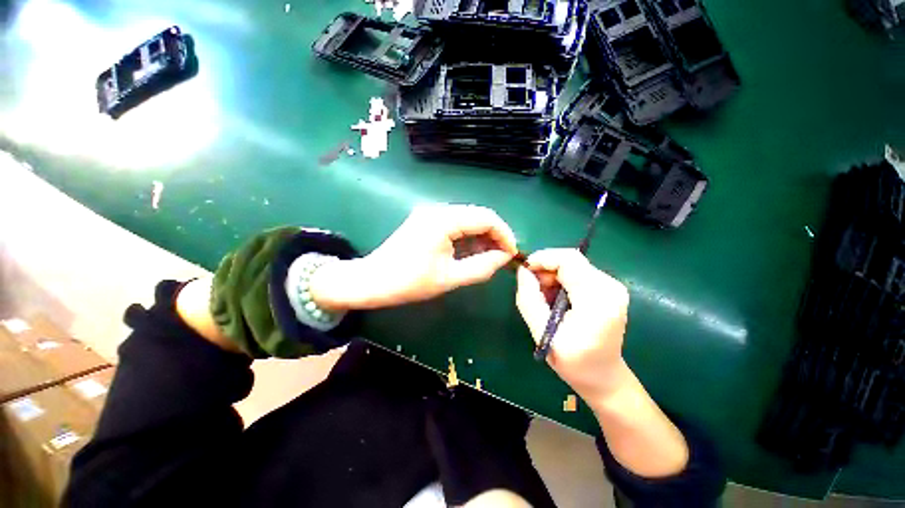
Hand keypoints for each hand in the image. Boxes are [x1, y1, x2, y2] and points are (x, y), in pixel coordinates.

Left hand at [311, 204, 517, 310]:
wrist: (372, 280)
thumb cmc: (409, 282)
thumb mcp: (450, 278)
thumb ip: (482, 267)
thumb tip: (505, 257)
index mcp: (444, 220)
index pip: (486, 218)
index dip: (504, 234)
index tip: (512, 253)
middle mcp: (438, 210)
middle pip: (478, 215)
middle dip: (495, 235)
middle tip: (503, 257)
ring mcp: (431, 214)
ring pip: (468, 219)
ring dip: (482, 236)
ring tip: (491, 257)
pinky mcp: (427, 221)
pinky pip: (456, 224)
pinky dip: (468, 237)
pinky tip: (473, 251)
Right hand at [515, 249, 630, 401]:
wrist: (603, 377)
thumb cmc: (573, 362)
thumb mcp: (543, 333)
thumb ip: (529, 299)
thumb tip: (522, 271)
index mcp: (597, 300)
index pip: (569, 260)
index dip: (543, 258)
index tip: (524, 271)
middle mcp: (610, 287)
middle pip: (571, 261)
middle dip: (546, 269)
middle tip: (532, 289)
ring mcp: (612, 287)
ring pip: (573, 265)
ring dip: (552, 276)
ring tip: (544, 298)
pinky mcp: (608, 289)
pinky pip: (578, 273)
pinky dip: (561, 281)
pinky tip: (556, 299)